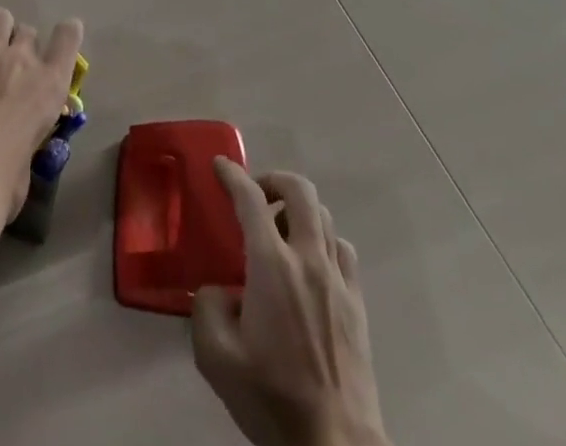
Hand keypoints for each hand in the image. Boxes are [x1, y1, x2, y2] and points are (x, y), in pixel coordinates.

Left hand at [0, 5, 82, 244]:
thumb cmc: (2, 183)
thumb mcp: (30, 160)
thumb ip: (28, 138)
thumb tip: (16, 145)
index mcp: (50, 85)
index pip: (68, 37)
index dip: (65, 33)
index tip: (61, 36)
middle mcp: (24, 58)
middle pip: (27, 30)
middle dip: (18, 45)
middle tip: (4, 67)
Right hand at [191, 160, 388, 445]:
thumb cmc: (272, 399)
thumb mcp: (215, 356)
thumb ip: (206, 307)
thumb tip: (220, 290)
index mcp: (272, 266)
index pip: (250, 199)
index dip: (232, 175)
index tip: (219, 166)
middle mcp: (308, 260)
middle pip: (300, 191)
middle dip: (274, 180)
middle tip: (255, 196)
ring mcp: (339, 281)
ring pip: (324, 217)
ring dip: (299, 211)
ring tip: (281, 232)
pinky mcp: (358, 306)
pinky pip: (343, 250)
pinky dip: (323, 241)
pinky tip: (310, 265)